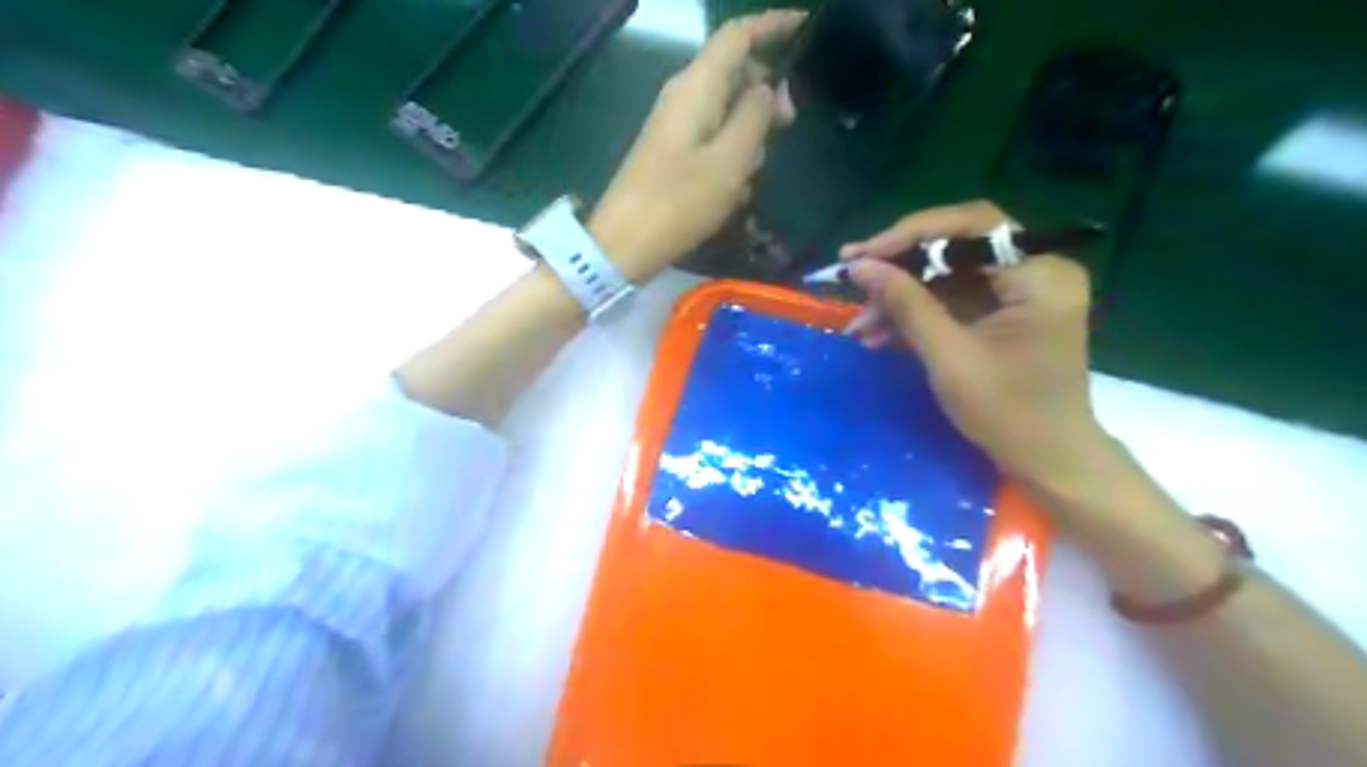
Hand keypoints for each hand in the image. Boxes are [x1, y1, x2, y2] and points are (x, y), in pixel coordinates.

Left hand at [583, 8, 802, 283]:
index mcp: (696, 87)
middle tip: (790, 123)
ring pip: (726, 109)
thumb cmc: (680, 202)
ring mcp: (675, 125)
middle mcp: (683, 96)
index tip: (805, 26)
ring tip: (753, 171)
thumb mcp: (729, 161)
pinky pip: (712, 138)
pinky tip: (733, 188)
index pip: (737, 36)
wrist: (625, 243)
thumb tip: (767, 87)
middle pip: (734, 71)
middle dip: (766, 90)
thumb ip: (754, 117)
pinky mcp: (671, 152)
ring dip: (748, 132)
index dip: (772, 25)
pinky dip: (730, 154)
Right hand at [845, 200, 1109, 487]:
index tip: (861, 256)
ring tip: (859, 325)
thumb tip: (859, 266)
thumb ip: (906, 304)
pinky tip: (880, 334)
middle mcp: (1037, 268)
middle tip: (852, 278)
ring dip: (902, 297)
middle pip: (957, 246)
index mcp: (1040, 273)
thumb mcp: (949, 356)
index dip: (909, 236)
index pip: (970, 227)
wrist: (1047, 460)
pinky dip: (917, 314)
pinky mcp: (1005, 311)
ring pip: (948, 275)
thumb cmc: (1007, 412)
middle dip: (900, 267)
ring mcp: (1021, 290)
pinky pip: (953, 298)